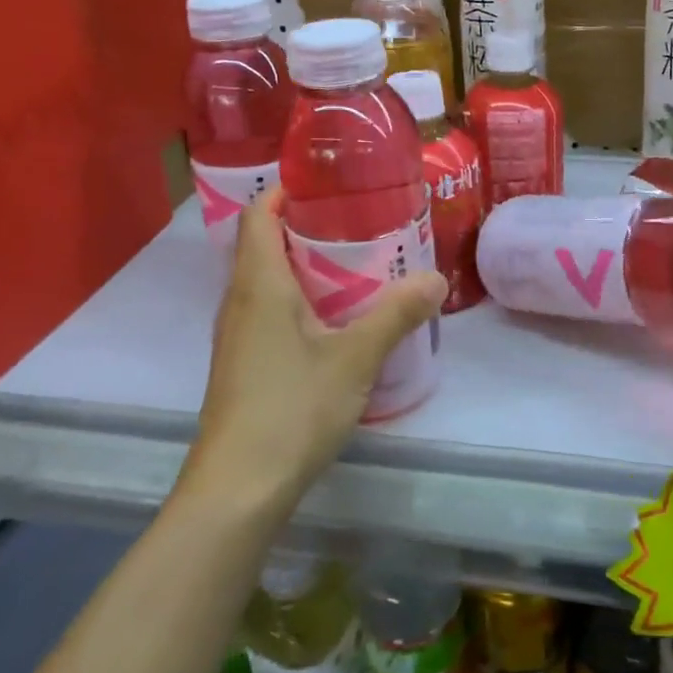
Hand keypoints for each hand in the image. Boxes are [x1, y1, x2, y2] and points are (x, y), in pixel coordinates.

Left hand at [185, 190, 444, 512]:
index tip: (329, 183)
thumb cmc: (292, 409)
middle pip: (263, 244)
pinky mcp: (242, 364)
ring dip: (303, 265)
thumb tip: (436, 278)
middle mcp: (239, 301)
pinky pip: (267, 311)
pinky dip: (298, 299)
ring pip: (266, 280)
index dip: (286, 191)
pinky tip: (334, 319)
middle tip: (359, 222)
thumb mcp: (355, 358)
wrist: (237, 489)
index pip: (259, 215)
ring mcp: (236, 336)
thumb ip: (396, 314)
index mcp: (259, 285)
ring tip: (355, 264)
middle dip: (306, 226)